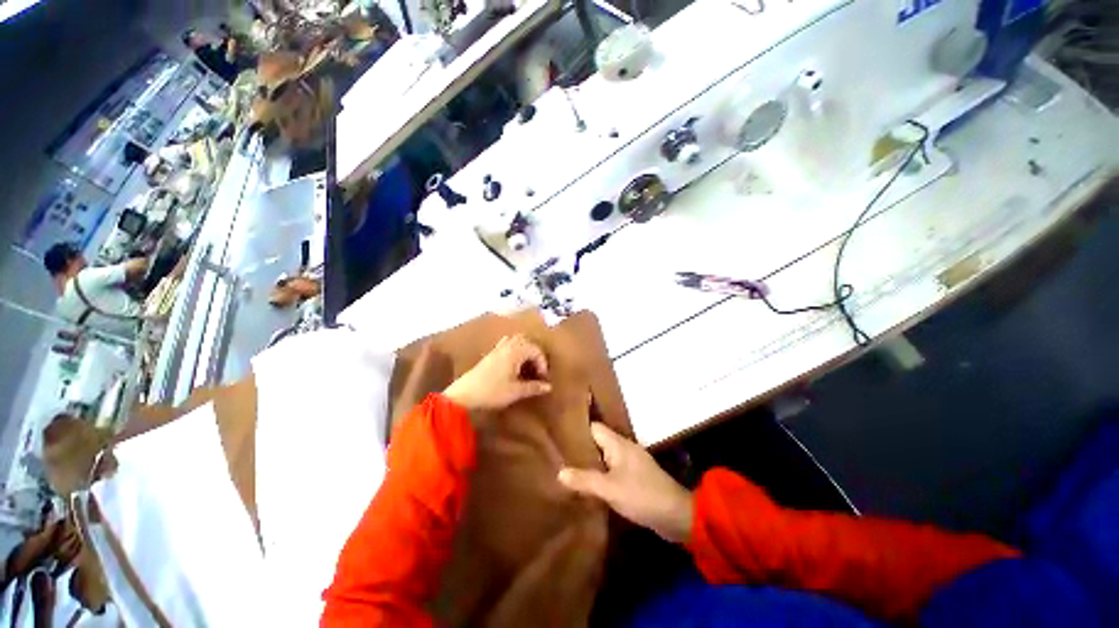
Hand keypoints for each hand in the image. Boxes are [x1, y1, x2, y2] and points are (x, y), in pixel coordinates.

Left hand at [443, 335, 551, 411]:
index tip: (542, 378)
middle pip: (526, 341)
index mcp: (515, 352)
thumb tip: (549, 386)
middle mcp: (507, 346)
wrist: (463, 395)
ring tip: (526, 366)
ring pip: (515, 341)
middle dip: (534, 353)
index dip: (542, 363)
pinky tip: (512, 365)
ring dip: (524, 350)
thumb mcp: (516, 391)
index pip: (535, 350)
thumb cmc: (492, 392)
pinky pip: (506, 345)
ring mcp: (497, 349)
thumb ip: (533, 387)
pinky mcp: (489, 355)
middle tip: (536, 368)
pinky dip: (514, 350)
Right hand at [558, 423, 693, 542]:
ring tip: (567, 469)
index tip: (558, 436)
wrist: (676, 515)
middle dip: (580, 448)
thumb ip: (585, 480)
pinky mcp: (635, 477)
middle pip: (598, 442)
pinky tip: (588, 485)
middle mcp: (624, 448)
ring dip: (590, 463)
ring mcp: (631, 463)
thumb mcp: (610, 488)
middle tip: (558, 455)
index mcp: (618, 443)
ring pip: (604, 457)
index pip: (593, 428)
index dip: (577, 430)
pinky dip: (600, 474)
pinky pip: (612, 470)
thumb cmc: (641, 495)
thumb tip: (560, 472)